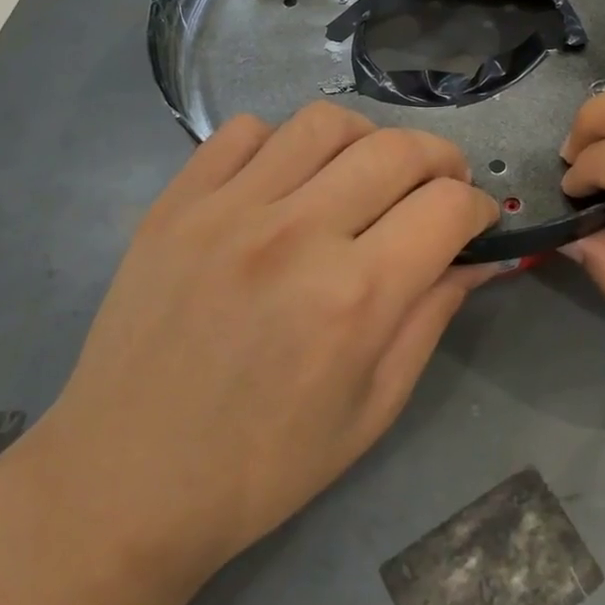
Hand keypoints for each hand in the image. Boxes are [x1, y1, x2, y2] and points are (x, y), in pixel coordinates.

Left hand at [42, 104, 497, 577]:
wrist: (125, 482)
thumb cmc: (263, 465)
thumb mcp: (372, 407)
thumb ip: (432, 317)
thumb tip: (480, 257)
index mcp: (354, 297)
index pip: (446, 207)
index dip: (477, 207)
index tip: (474, 221)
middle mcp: (296, 235)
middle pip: (397, 149)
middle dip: (440, 159)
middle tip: (438, 186)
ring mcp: (228, 210)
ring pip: (324, 122)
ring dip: (366, 138)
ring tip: (366, 172)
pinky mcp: (176, 203)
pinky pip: (244, 131)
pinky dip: (282, 143)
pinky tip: (285, 181)